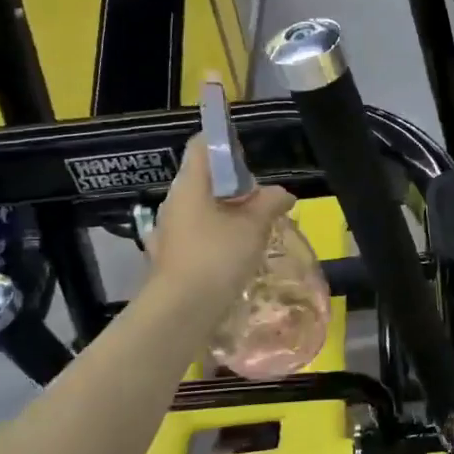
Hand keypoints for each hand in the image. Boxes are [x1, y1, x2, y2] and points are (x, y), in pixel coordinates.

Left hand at [143, 135, 293, 315]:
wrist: (180, 311)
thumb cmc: (216, 257)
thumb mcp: (254, 225)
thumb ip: (270, 202)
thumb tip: (283, 193)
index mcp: (190, 184)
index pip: (203, 145)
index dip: (226, 141)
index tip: (250, 155)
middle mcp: (174, 201)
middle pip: (205, 176)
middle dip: (235, 182)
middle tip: (262, 198)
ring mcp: (169, 229)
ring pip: (203, 205)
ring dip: (228, 209)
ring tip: (255, 226)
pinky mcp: (171, 253)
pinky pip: (198, 230)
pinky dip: (218, 232)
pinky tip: (236, 250)